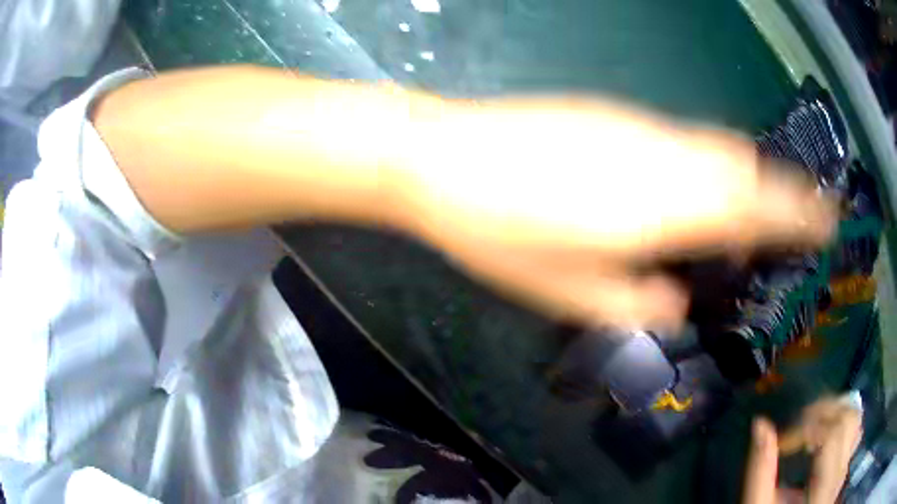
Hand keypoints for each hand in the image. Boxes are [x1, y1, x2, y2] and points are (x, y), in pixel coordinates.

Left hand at [400, 98, 836, 330]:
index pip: (758, 206)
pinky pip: (681, 136)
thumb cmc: (499, 232)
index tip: (827, 218)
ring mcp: (638, 125)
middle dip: (778, 192)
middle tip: (791, 221)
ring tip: (751, 210)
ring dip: (744, 176)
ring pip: (716, 146)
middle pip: (746, 166)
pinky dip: (706, 161)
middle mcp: (665, 155)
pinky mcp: (612, 112)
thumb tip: (678, 301)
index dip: (800, 212)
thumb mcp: (569, 294)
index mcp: (665, 207)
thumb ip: (638, 304)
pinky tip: (690, 185)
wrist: (442, 158)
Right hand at [743, 399, 862, 503]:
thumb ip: (760, 472)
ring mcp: (845, 467)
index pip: (830, 434)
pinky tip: (825, 432)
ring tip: (810, 425)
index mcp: (824, 487)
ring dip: (833, 411)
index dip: (805, 428)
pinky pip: (854, 431)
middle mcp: (841, 472)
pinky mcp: (844, 467)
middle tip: (796, 427)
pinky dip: (841, 422)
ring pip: (855, 418)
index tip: (780, 444)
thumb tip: (759, 424)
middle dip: (821, 412)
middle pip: (847, 418)